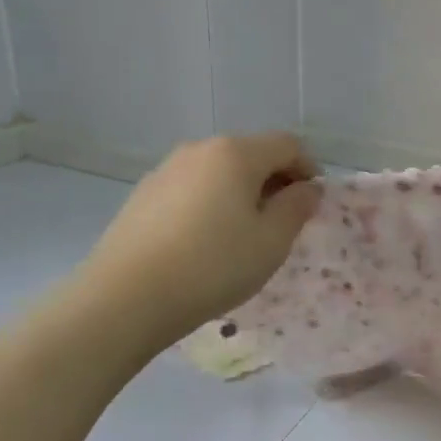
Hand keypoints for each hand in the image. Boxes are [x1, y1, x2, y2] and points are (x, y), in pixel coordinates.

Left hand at [75, 133, 320, 355]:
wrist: (127, 296)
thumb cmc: (213, 265)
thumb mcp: (271, 242)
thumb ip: (296, 208)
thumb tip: (308, 188)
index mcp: (235, 153)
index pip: (287, 145)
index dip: (309, 169)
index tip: (313, 204)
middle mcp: (199, 150)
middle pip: (251, 154)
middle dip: (274, 181)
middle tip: (283, 223)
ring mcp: (166, 170)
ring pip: (218, 172)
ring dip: (241, 194)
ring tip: (243, 236)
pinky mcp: (143, 195)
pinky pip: (191, 190)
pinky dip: (210, 205)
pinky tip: (205, 242)